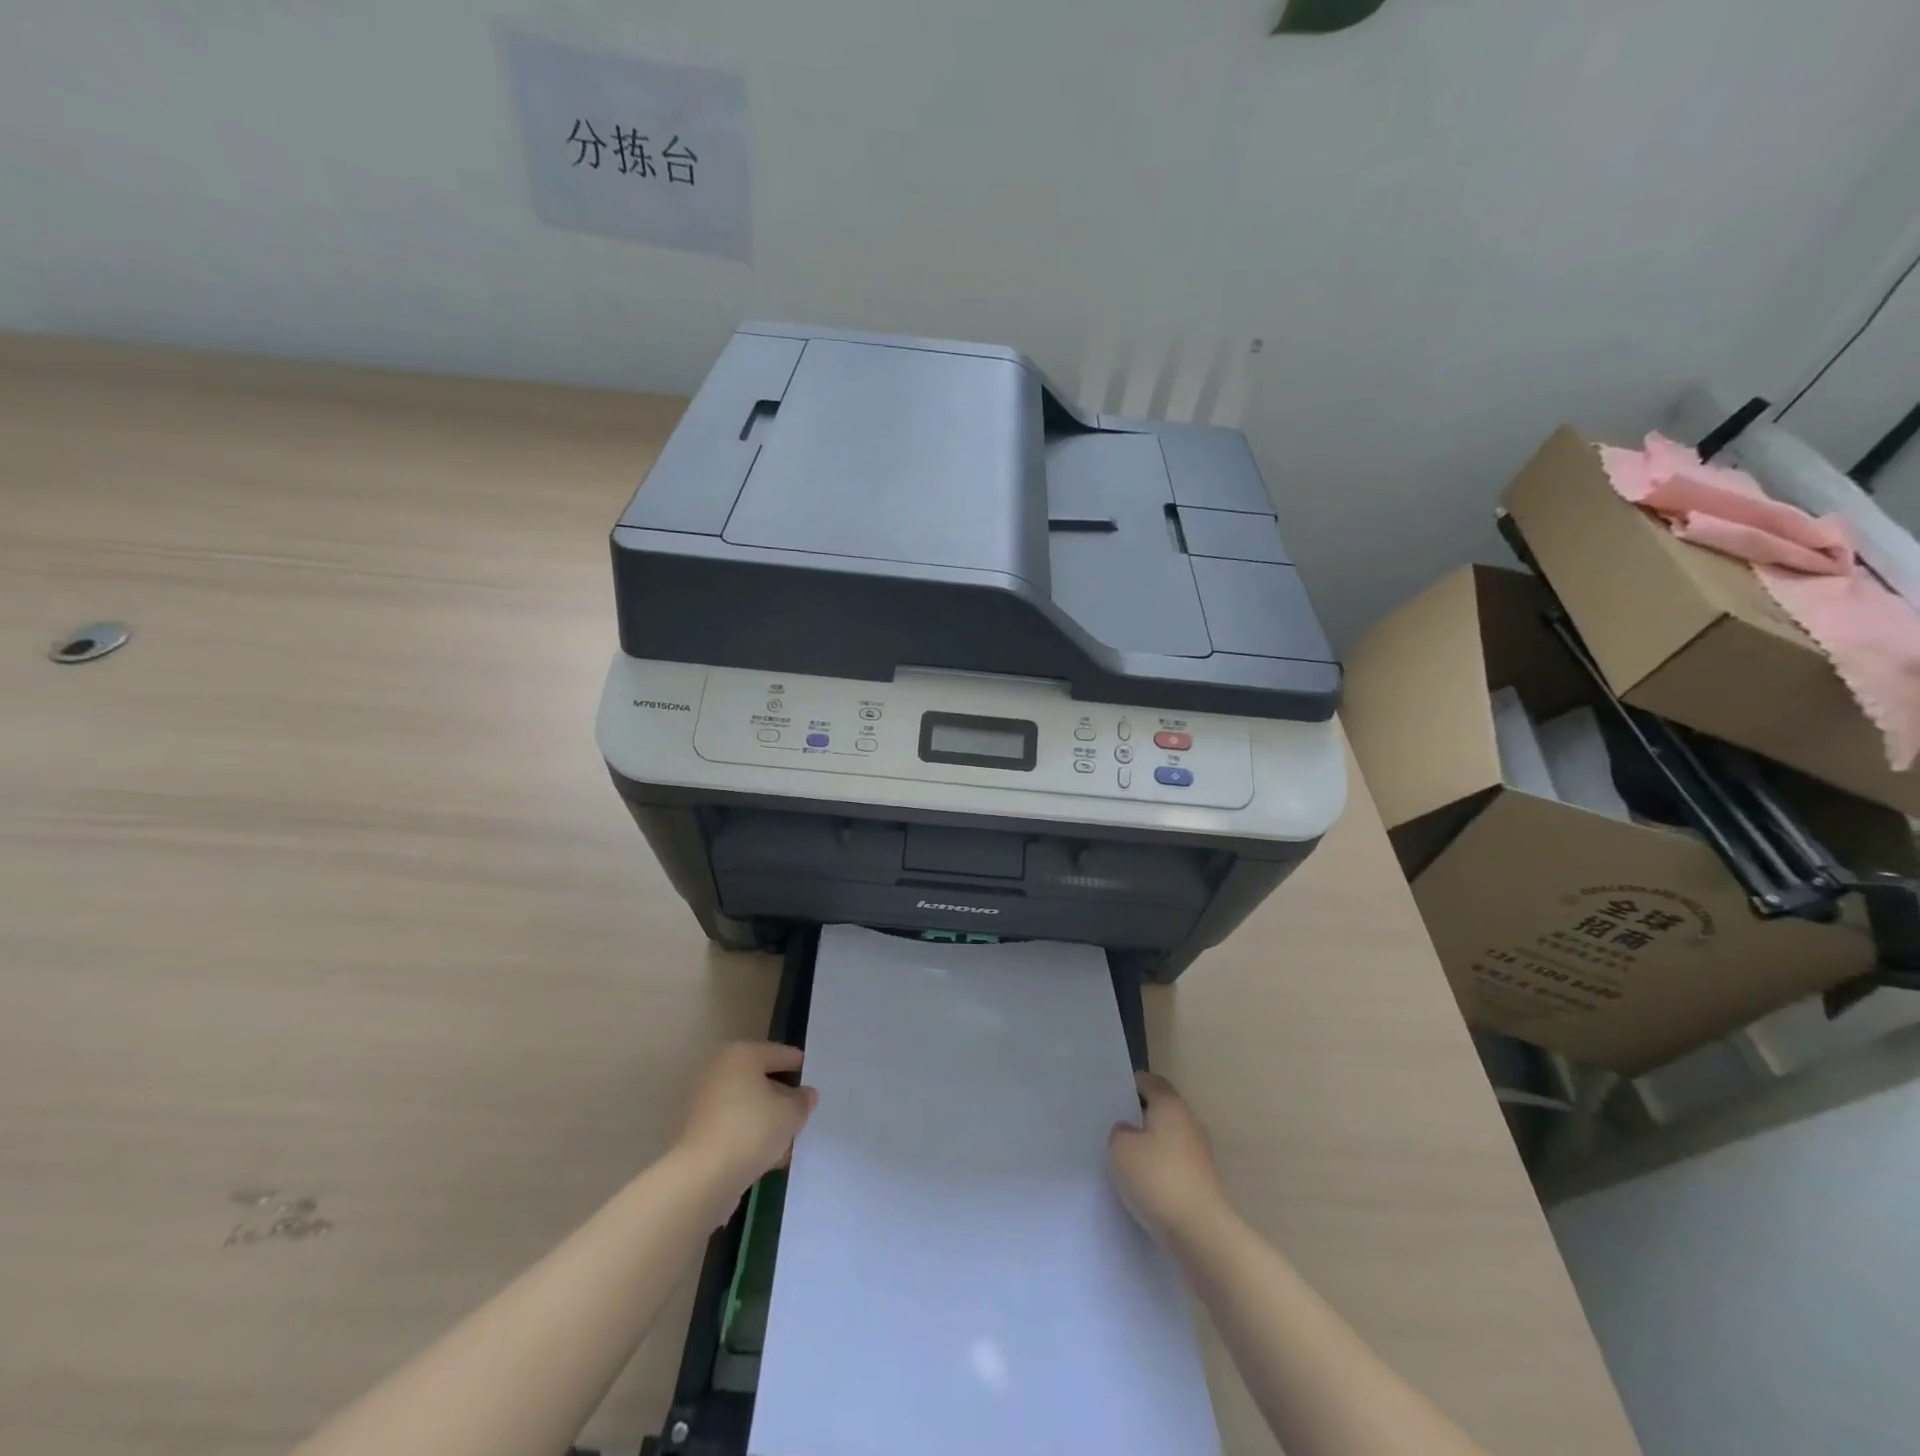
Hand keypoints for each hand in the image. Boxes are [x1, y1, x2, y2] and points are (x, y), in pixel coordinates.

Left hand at [675, 1042, 818, 1207]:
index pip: (781, 1054)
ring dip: (767, 1120)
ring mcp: (702, 1100)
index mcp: (741, 1054)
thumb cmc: (750, 1131)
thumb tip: (805, 1095)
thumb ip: (803, 1101)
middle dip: (783, 1097)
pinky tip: (767, 1157)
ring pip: (746, 1105)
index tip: (816, 1083)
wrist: (700, 1179)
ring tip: (788, 1142)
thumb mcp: (791, 1114)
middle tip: (803, 1114)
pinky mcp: (695, 1131)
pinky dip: (749, 1136)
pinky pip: (732, 1126)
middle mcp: (718, 1069)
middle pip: (761, 1079)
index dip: (801, 1068)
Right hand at [1109, 1071, 1231, 1244]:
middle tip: (1114, 1126)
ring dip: (1150, 1145)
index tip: (1113, 1094)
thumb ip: (1120, 1133)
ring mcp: (1200, 1154)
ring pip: (1168, 1139)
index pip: (1151, 1082)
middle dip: (1140, 1116)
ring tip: (1124, 1158)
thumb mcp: (1121, 1149)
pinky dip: (1160, 1168)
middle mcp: (1189, 1122)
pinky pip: (1174, 1164)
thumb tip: (1129, 1132)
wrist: (1200, 1233)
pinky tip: (1143, 1184)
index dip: (1132, 1084)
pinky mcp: (1202, 1182)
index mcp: (1171, 1105)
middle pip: (1162, 1110)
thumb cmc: (1157, 1179)